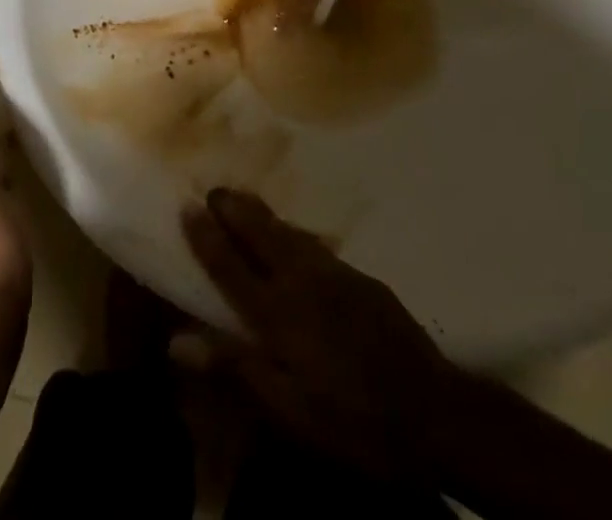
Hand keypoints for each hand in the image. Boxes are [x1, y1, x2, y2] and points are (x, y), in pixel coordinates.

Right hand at [181, 188, 477, 481]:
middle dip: (233, 209)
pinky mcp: (362, 279)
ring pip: (288, 232)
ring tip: (244, 202)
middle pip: (259, 233)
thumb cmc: (353, 422)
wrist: (435, 411)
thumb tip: (176, 340)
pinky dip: (292, 233)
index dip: (206, 236)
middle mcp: (301, 281)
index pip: (230, 265)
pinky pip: (315, 245)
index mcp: (277, 313)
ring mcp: (335, 275)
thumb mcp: (289, 411)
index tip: (187, 206)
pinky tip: (295, 238)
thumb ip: (234, 368)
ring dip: (262, 214)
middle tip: (214, 189)